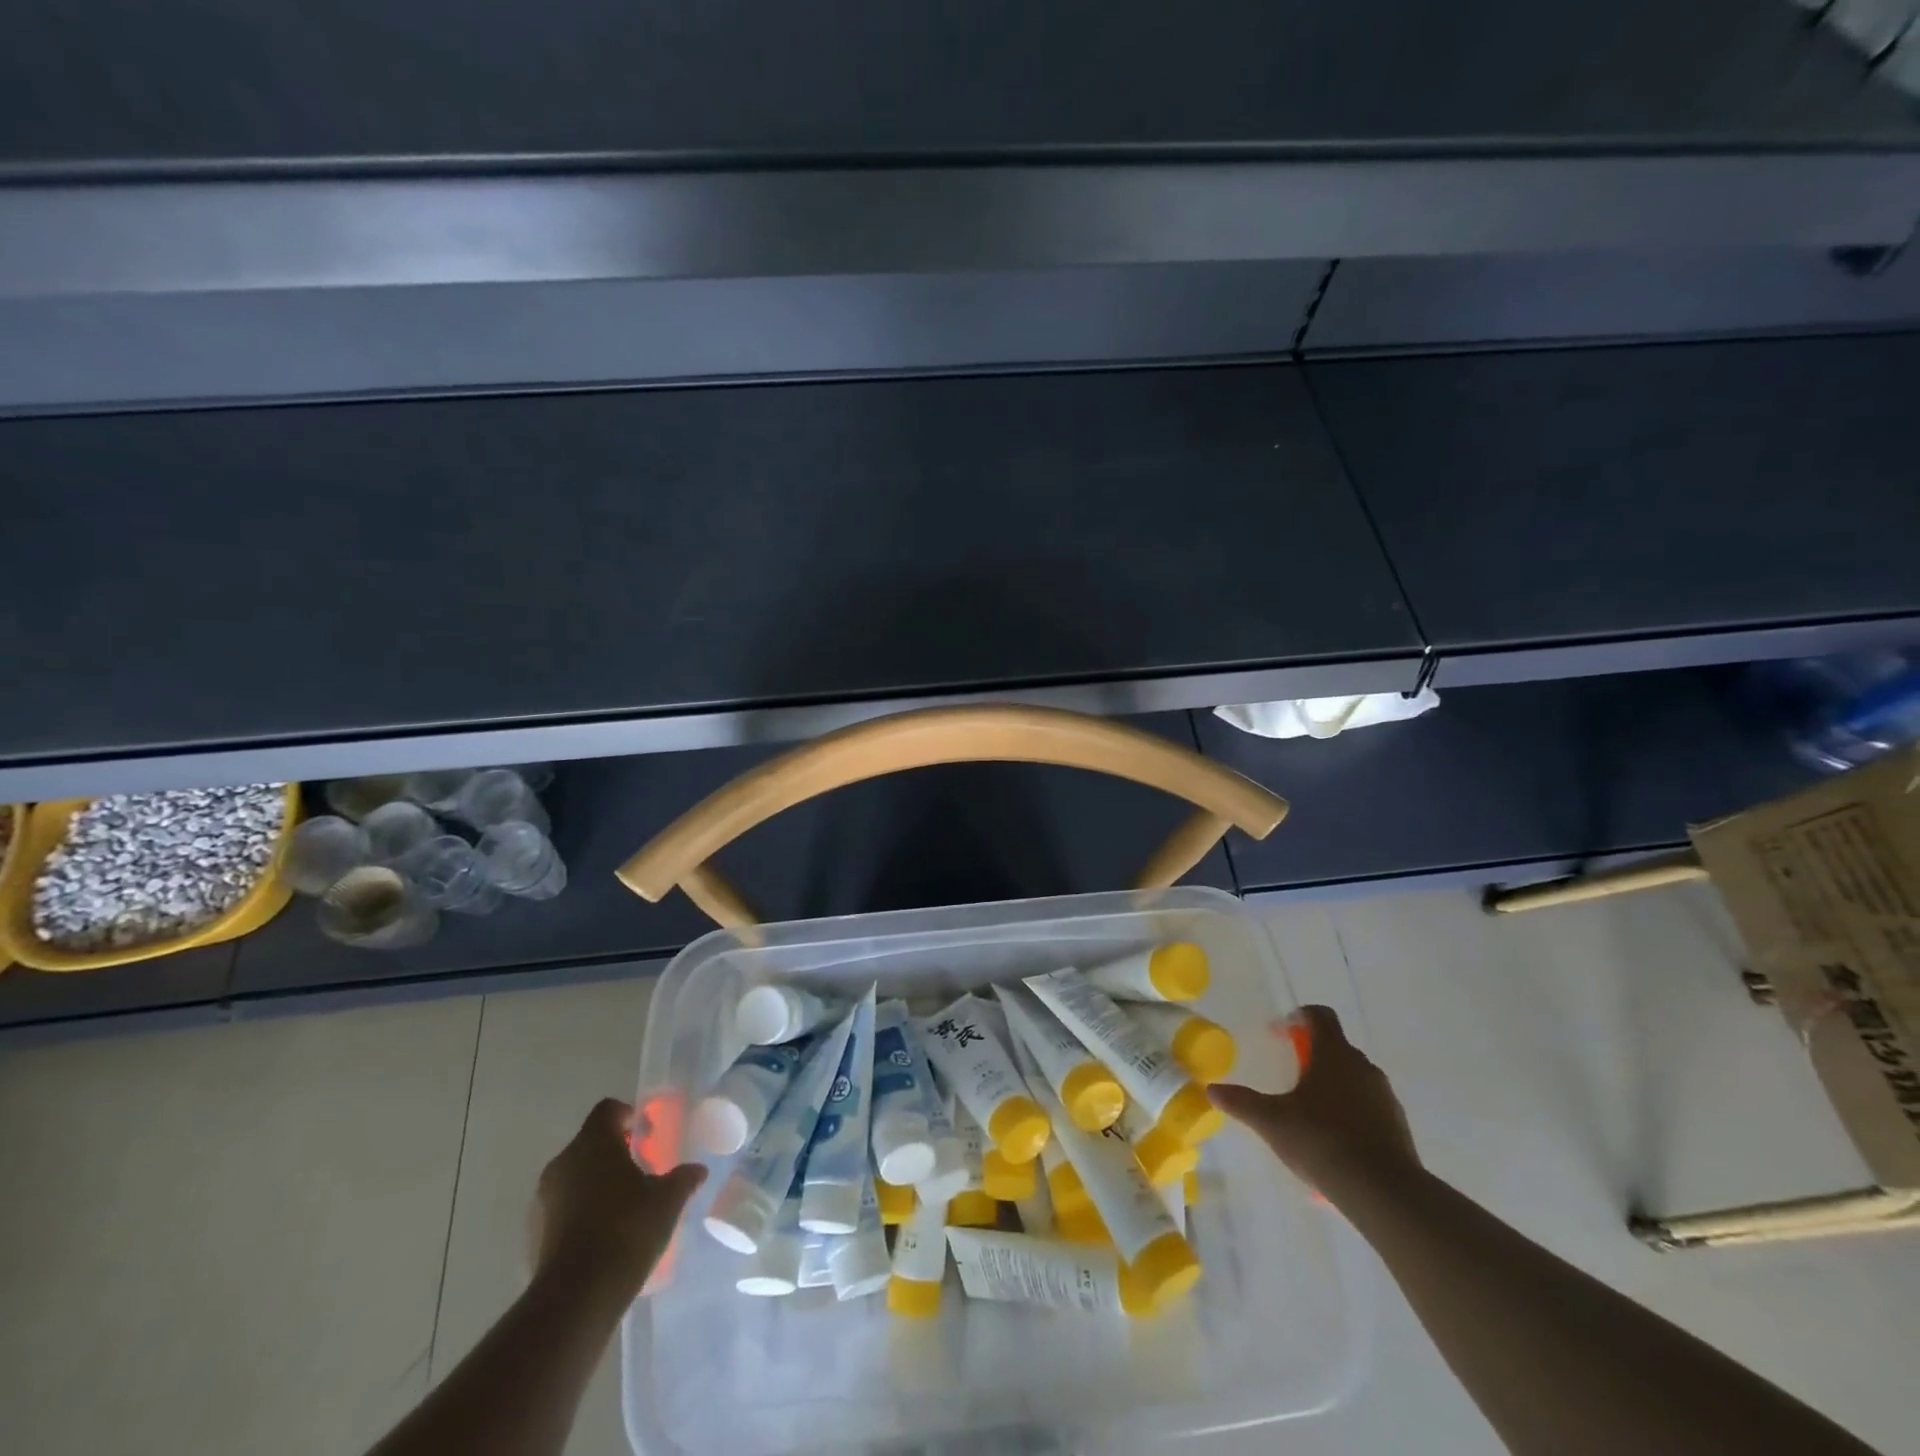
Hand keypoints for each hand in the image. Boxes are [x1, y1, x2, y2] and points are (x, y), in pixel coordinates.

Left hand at [530, 1099, 706, 1299]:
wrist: (576, 1298)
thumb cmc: (626, 1229)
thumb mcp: (668, 1200)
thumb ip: (683, 1178)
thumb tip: (697, 1170)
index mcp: (593, 1143)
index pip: (608, 1110)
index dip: (628, 1116)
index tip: (647, 1134)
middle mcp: (563, 1163)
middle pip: (591, 1143)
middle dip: (615, 1152)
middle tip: (642, 1170)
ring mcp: (544, 1200)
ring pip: (576, 1176)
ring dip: (598, 1183)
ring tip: (626, 1206)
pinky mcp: (534, 1235)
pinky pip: (564, 1208)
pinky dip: (583, 1212)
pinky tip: (606, 1236)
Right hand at [1208, 1005, 1420, 1205]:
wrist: (1382, 1191)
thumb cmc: (1321, 1140)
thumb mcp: (1271, 1121)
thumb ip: (1242, 1102)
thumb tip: (1212, 1090)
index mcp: (1333, 1054)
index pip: (1320, 1016)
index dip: (1300, 1017)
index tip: (1281, 1032)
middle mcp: (1362, 1067)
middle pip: (1337, 1046)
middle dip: (1314, 1054)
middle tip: (1291, 1072)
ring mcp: (1384, 1096)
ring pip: (1355, 1077)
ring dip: (1334, 1083)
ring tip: (1311, 1110)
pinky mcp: (1398, 1126)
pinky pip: (1369, 1106)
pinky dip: (1351, 1111)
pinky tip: (1334, 1139)